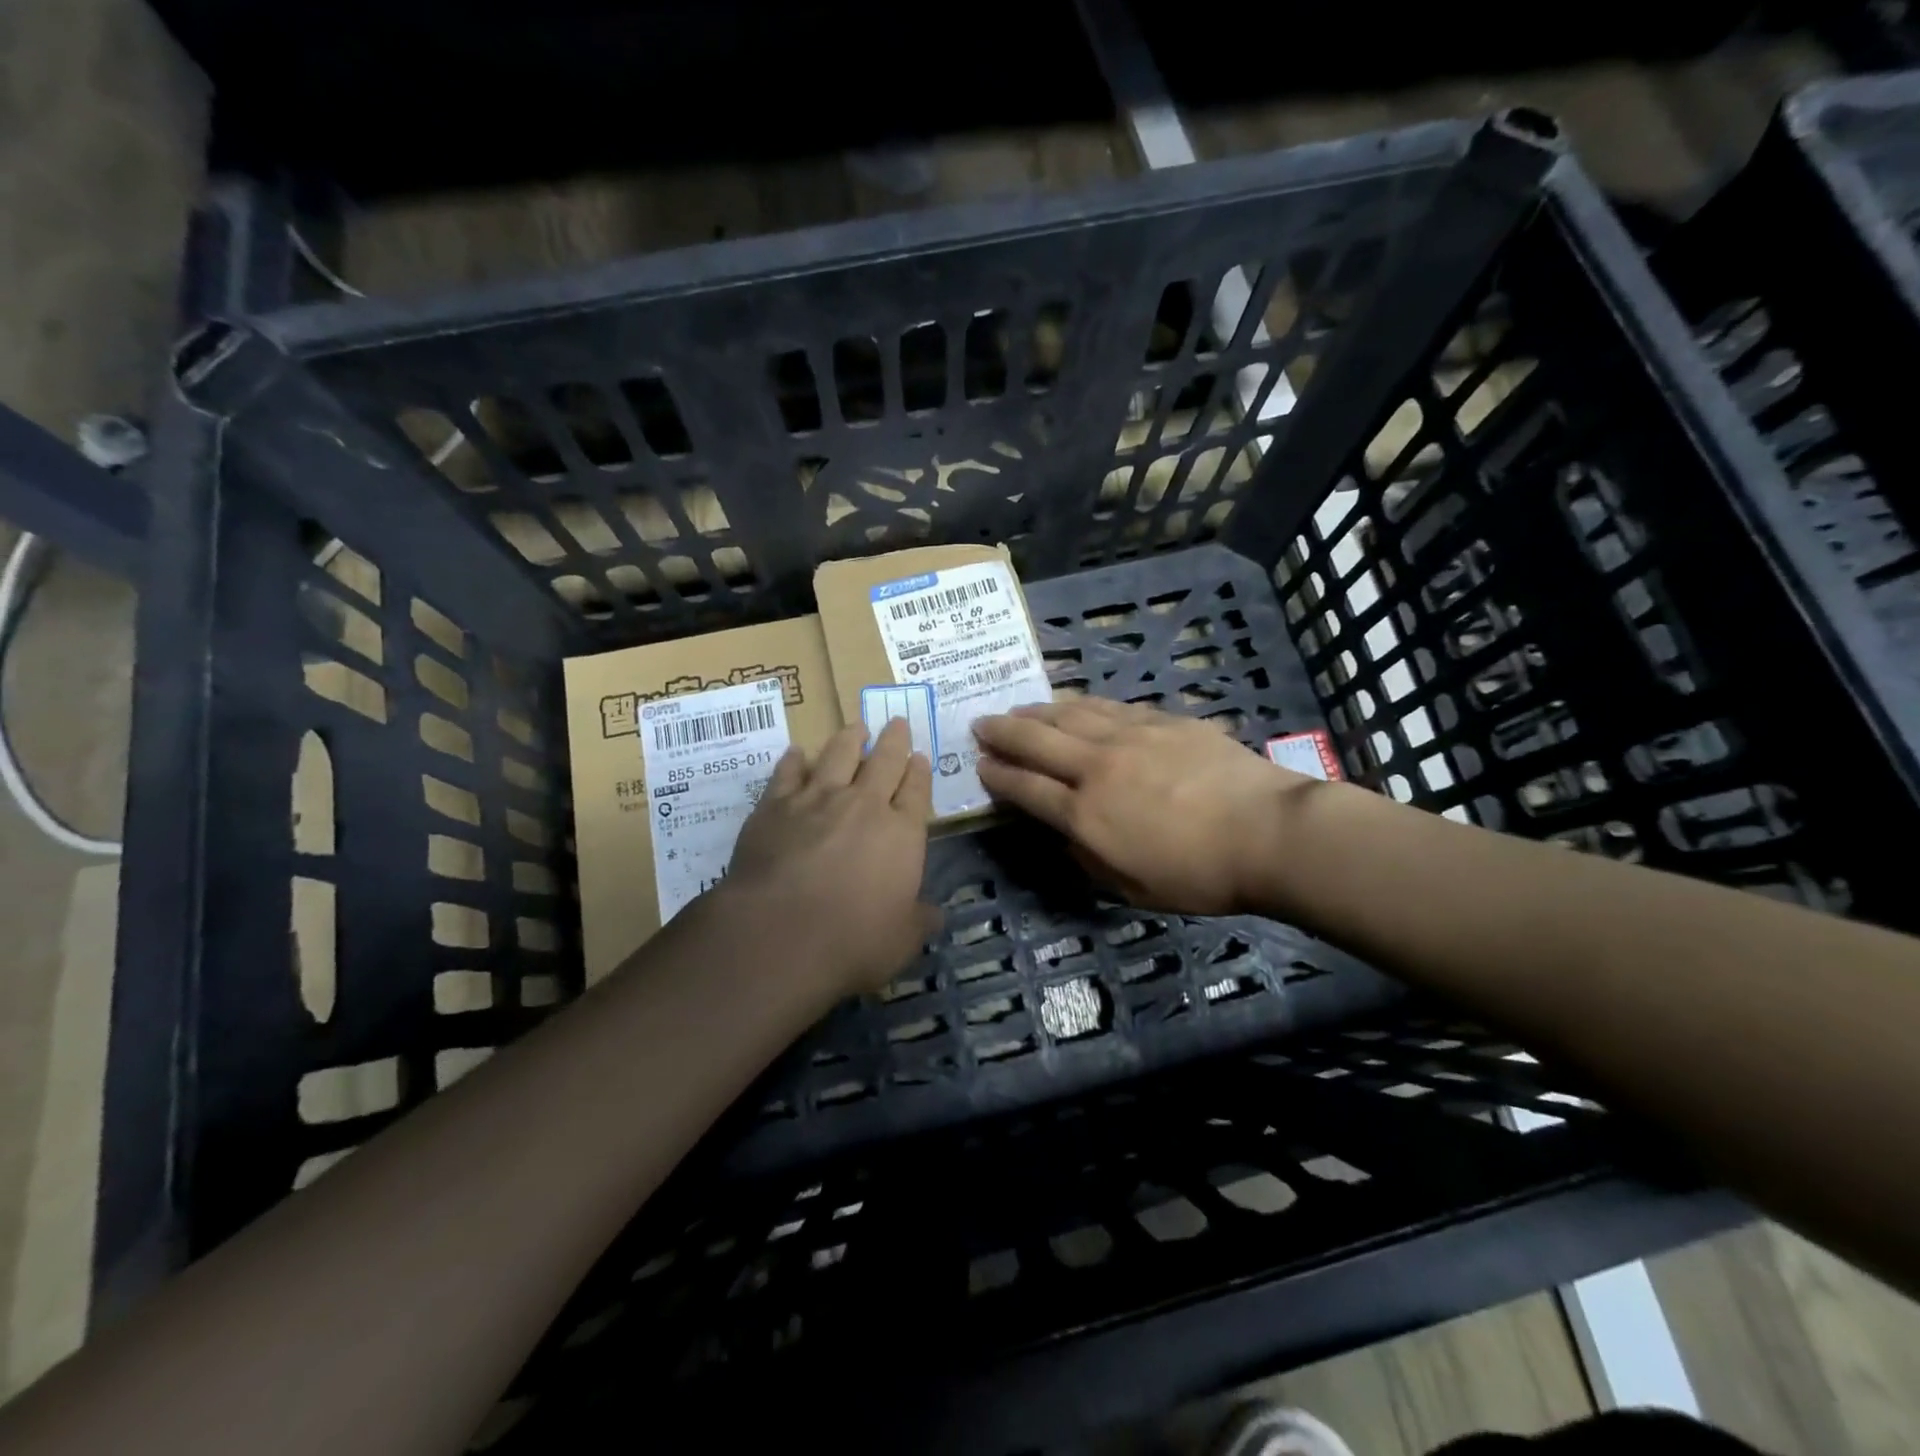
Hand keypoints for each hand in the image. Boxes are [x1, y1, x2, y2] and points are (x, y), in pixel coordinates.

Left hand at [723, 717, 938, 995]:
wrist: (779, 934)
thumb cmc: (853, 941)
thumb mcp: (903, 941)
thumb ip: (920, 920)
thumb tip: (934, 913)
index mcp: (901, 833)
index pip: (916, 791)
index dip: (920, 772)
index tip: (920, 756)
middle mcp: (863, 805)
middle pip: (884, 761)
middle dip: (894, 740)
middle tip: (897, 721)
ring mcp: (816, 800)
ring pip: (838, 755)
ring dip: (849, 738)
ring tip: (856, 727)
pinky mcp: (774, 806)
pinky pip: (787, 772)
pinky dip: (794, 760)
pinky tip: (796, 753)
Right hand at [974, 698, 1315, 914]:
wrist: (1268, 833)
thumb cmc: (1200, 875)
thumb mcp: (1133, 888)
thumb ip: (1089, 859)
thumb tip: (1068, 835)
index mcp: (1085, 815)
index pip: (1026, 788)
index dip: (997, 775)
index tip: (979, 765)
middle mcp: (1097, 767)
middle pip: (1037, 741)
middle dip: (1002, 732)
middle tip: (980, 724)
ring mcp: (1130, 737)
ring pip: (1070, 714)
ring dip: (1037, 711)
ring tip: (1018, 709)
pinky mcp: (1162, 720)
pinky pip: (1109, 707)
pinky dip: (1082, 705)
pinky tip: (1074, 704)